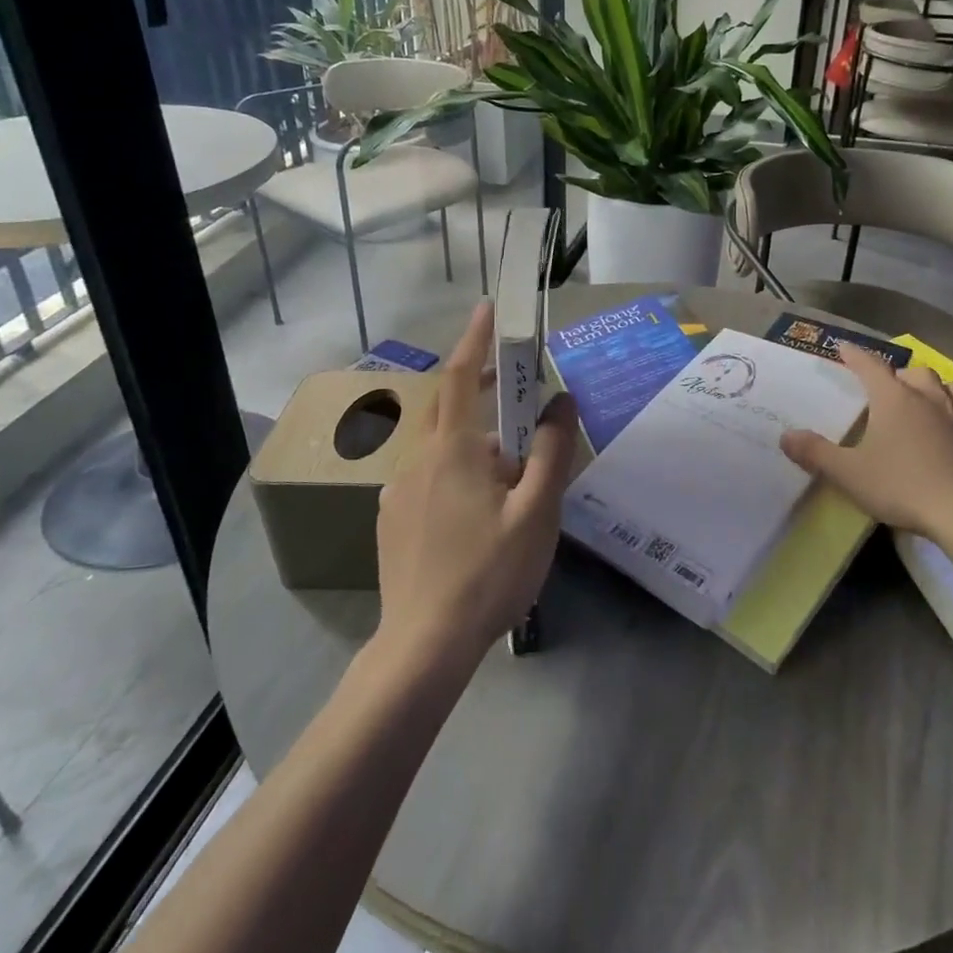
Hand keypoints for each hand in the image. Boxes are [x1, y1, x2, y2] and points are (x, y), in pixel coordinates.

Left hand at [374, 302, 579, 664]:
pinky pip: (426, 479)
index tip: (487, 307)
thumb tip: (561, 401)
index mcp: (453, 450)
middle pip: (449, 410)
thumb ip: (551, 452)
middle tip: (515, 397)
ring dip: (473, 444)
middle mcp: (417, 460)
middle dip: (479, 391)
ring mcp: (397, 491)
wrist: (424, 645)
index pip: (460, 376)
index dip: (475, 338)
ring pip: (440, 449)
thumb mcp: (537, 512)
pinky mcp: (390, 520)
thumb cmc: (489, 573)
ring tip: (508, 481)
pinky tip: (474, 515)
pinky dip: (453, 474)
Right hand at [780, 343, 952, 537]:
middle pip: (917, 373)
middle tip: (891, 389)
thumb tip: (786, 436)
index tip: (843, 347)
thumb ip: (815, 453)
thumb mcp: (848, 473)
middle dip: (902, 375)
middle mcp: (930, 399)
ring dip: (943, 390)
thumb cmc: (901, 486)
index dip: (855, 355)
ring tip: (934, 401)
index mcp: (894, 399)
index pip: (870, 366)